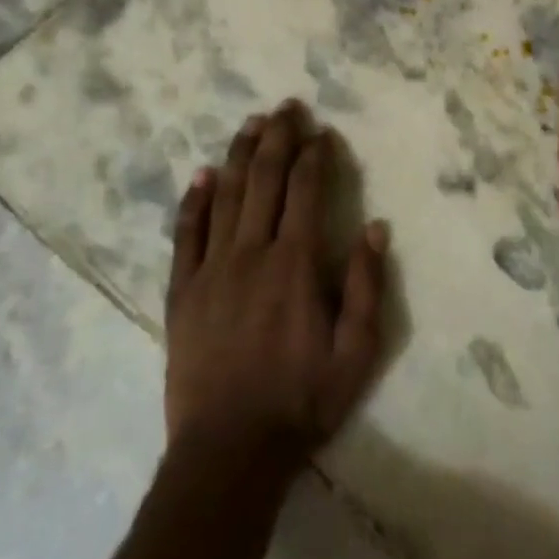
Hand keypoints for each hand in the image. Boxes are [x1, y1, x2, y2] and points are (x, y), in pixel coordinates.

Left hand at [164, 102, 388, 473]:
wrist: (229, 450)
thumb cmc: (302, 401)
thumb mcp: (356, 352)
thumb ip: (366, 286)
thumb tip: (375, 227)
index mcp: (295, 264)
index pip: (305, 191)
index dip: (315, 156)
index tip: (322, 132)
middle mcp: (251, 253)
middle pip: (264, 180)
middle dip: (277, 138)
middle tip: (286, 107)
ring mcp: (211, 270)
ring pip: (225, 196)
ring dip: (239, 155)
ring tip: (250, 124)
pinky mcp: (182, 292)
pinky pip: (186, 235)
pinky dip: (194, 201)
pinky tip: (202, 175)